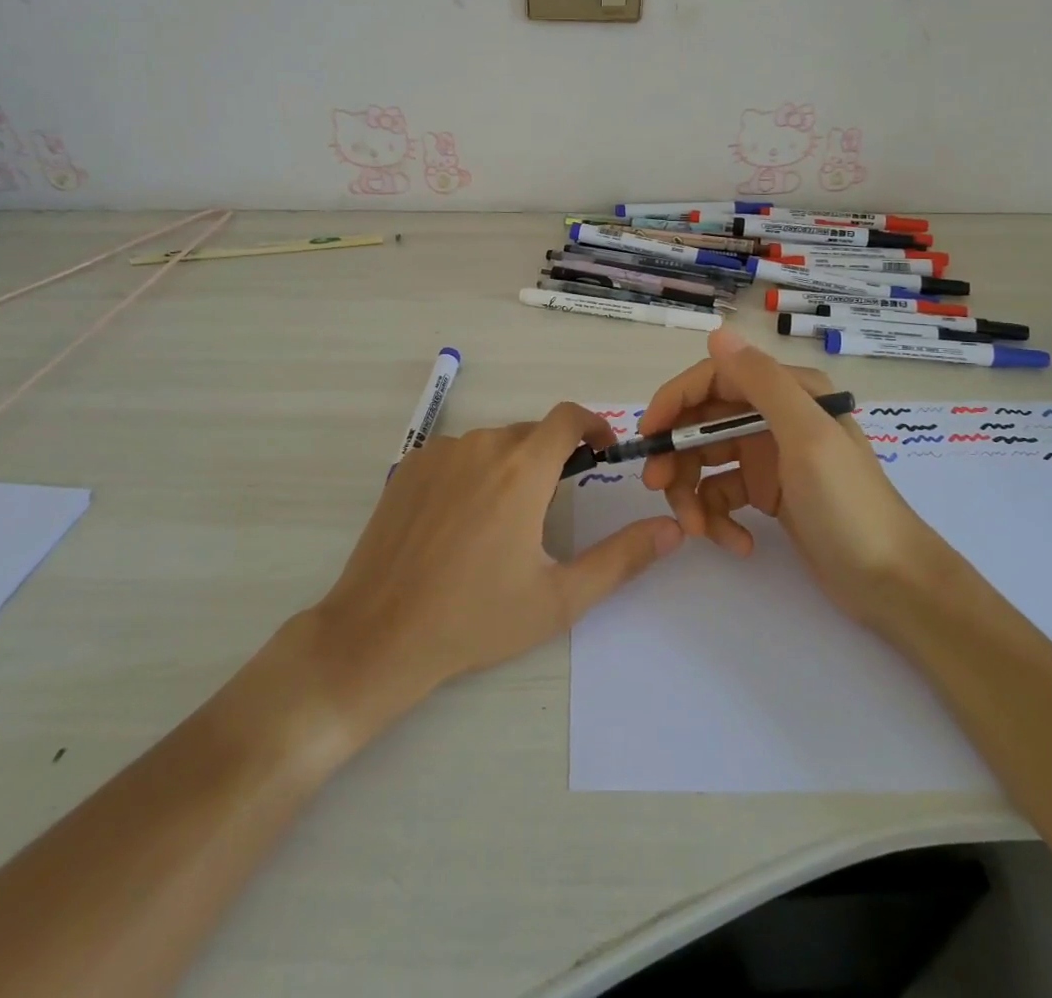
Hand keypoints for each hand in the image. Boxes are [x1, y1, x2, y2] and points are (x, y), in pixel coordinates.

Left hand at [314, 402, 683, 709]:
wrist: (379, 634)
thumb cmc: (476, 618)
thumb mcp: (560, 598)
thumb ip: (622, 558)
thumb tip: (672, 529)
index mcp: (520, 470)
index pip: (567, 417)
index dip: (593, 424)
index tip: (603, 448)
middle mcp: (480, 446)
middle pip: (530, 434)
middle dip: (550, 458)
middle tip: (551, 509)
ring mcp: (439, 453)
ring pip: (491, 444)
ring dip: (509, 467)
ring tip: (502, 524)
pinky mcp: (408, 466)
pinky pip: (456, 454)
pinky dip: (472, 473)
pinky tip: (460, 522)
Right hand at [640, 326, 934, 627]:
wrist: (893, 584)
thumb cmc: (849, 506)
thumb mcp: (807, 438)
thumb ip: (762, 383)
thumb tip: (718, 332)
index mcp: (787, 393)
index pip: (714, 379)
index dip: (675, 402)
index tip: (650, 436)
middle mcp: (774, 417)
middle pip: (703, 424)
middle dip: (678, 456)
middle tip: (659, 488)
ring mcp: (770, 456)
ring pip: (706, 462)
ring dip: (693, 494)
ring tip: (698, 531)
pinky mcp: (768, 492)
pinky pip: (723, 494)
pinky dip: (720, 518)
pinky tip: (737, 544)